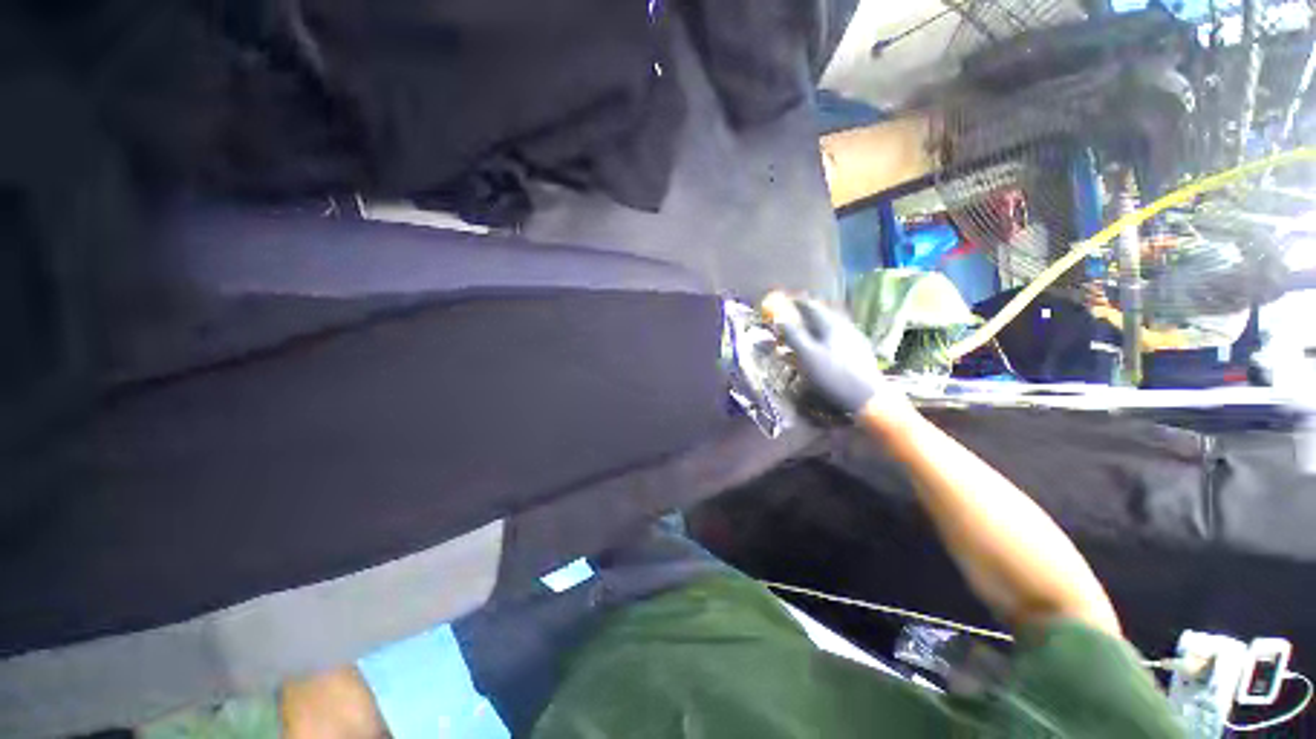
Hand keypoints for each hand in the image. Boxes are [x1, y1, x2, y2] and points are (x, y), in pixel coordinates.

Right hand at [761, 292, 886, 416]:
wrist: (867, 398)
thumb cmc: (833, 375)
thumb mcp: (807, 355)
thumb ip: (794, 336)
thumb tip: (780, 319)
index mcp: (831, 325)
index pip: (811, 306)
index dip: (796, 303)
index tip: (785, 302)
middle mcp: (844, 327)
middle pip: (822, 315)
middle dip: (806, 315)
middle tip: (793, 318)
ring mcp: (854, 339)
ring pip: (830, 327)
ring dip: (815, 327)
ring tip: (804, 333)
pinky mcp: (859, 353)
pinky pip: (837, 338)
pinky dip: (824, 338)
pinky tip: (822, 348)